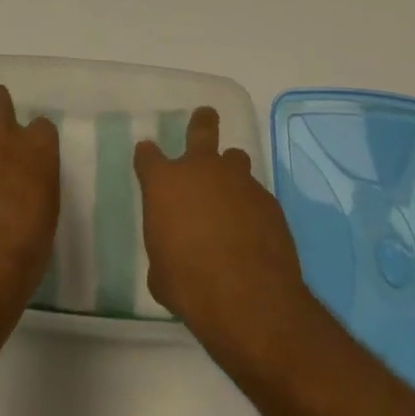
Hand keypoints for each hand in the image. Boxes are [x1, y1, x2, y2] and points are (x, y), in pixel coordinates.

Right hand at [135, 106, 317, 369]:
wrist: (250, 299)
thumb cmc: (191, 286)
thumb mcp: (161, 274)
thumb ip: (163, 250)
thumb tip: (171, 252)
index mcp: (165, 183)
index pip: (147, 155)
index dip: (147, 156)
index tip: (147, 158)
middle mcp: (201, 170)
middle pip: (201, 128)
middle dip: (202, 121)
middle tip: (205, 117)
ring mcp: (238, 180)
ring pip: (235, 158)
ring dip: (231, 171)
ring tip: (231, 192)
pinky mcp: (268, 200)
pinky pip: (255, 194)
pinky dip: (251, 206)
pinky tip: (253, 231)